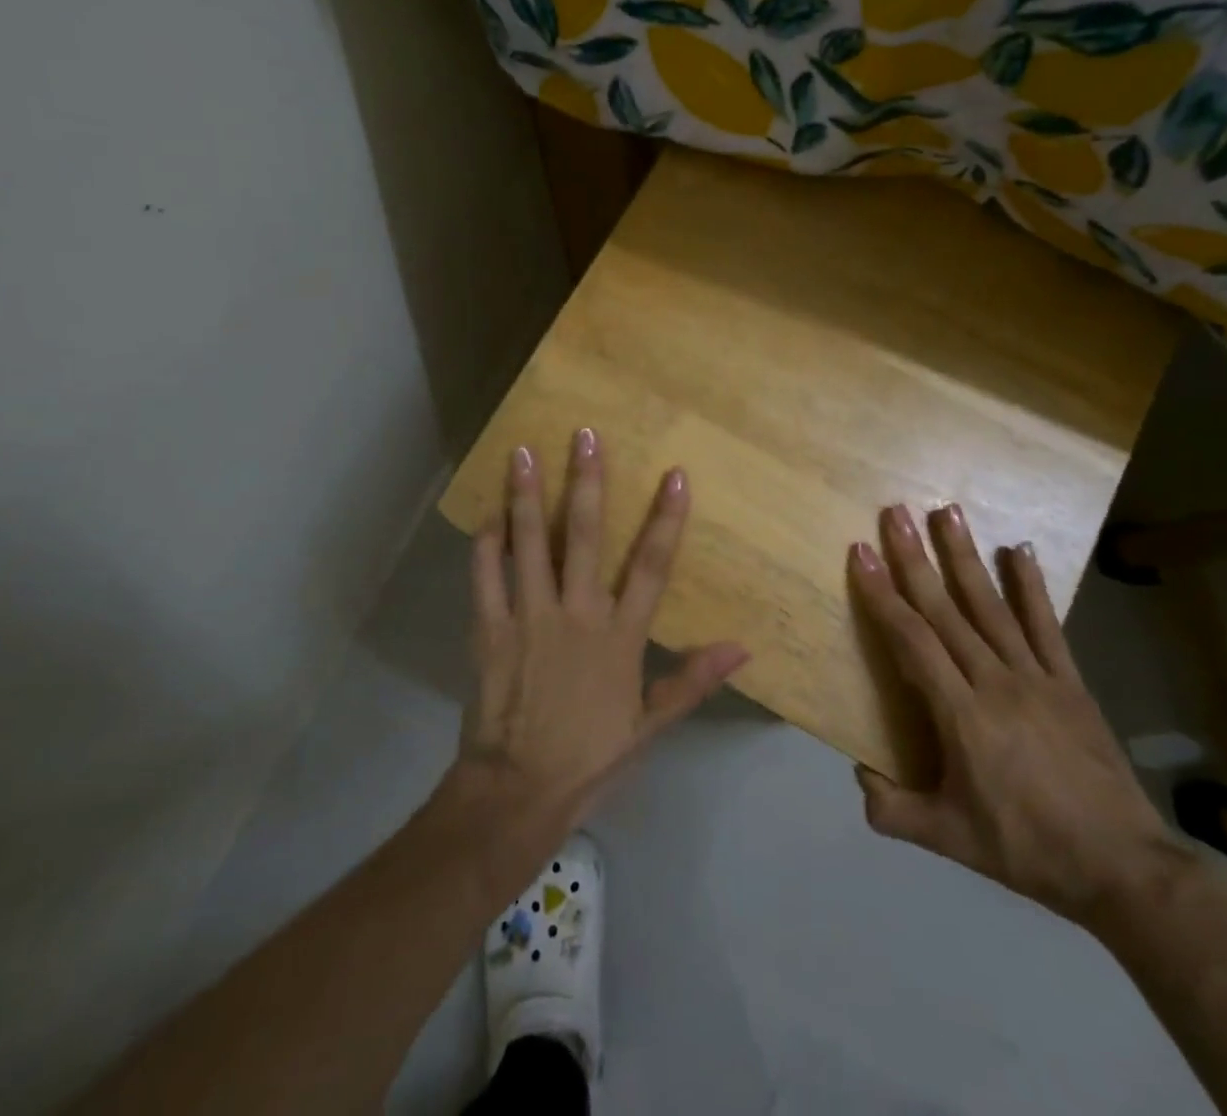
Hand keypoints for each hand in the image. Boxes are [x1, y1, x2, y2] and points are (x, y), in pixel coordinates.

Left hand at [452, 431, 749, 829]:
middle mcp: (576, 614)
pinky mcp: (489, 629)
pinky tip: (486, 515)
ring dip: (527, 497)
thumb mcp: (650, 726)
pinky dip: (485, 545)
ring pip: (529, 544)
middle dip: (587, 482)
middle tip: (584, 435)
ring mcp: (529, 617)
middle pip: (585, 536)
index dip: (665, 519)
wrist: (517, 792)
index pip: (651, 566)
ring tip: (523, 453)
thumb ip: (691, 680)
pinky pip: (485, 577)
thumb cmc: (590, 757)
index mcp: (619, 636)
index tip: (674, 474)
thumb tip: (742, 648)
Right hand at [849, 504, 1193, 932]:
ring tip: (948, 511)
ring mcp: (1036, 676)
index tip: (862, 553)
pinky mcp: (1070, 681)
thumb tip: (858, 775)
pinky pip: (1047, 625)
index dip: (883, 594)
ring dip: (966, 556)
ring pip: (991, 605)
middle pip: (946, 609)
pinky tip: (1019, 549)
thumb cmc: (1027, 849)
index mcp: (961, 715)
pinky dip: (1032, 586)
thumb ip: (894, 810)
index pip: (912, 640)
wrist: (1122, 868)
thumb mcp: (949, 839)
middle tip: (896, 513)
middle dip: (916, 558)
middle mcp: (995, 681)